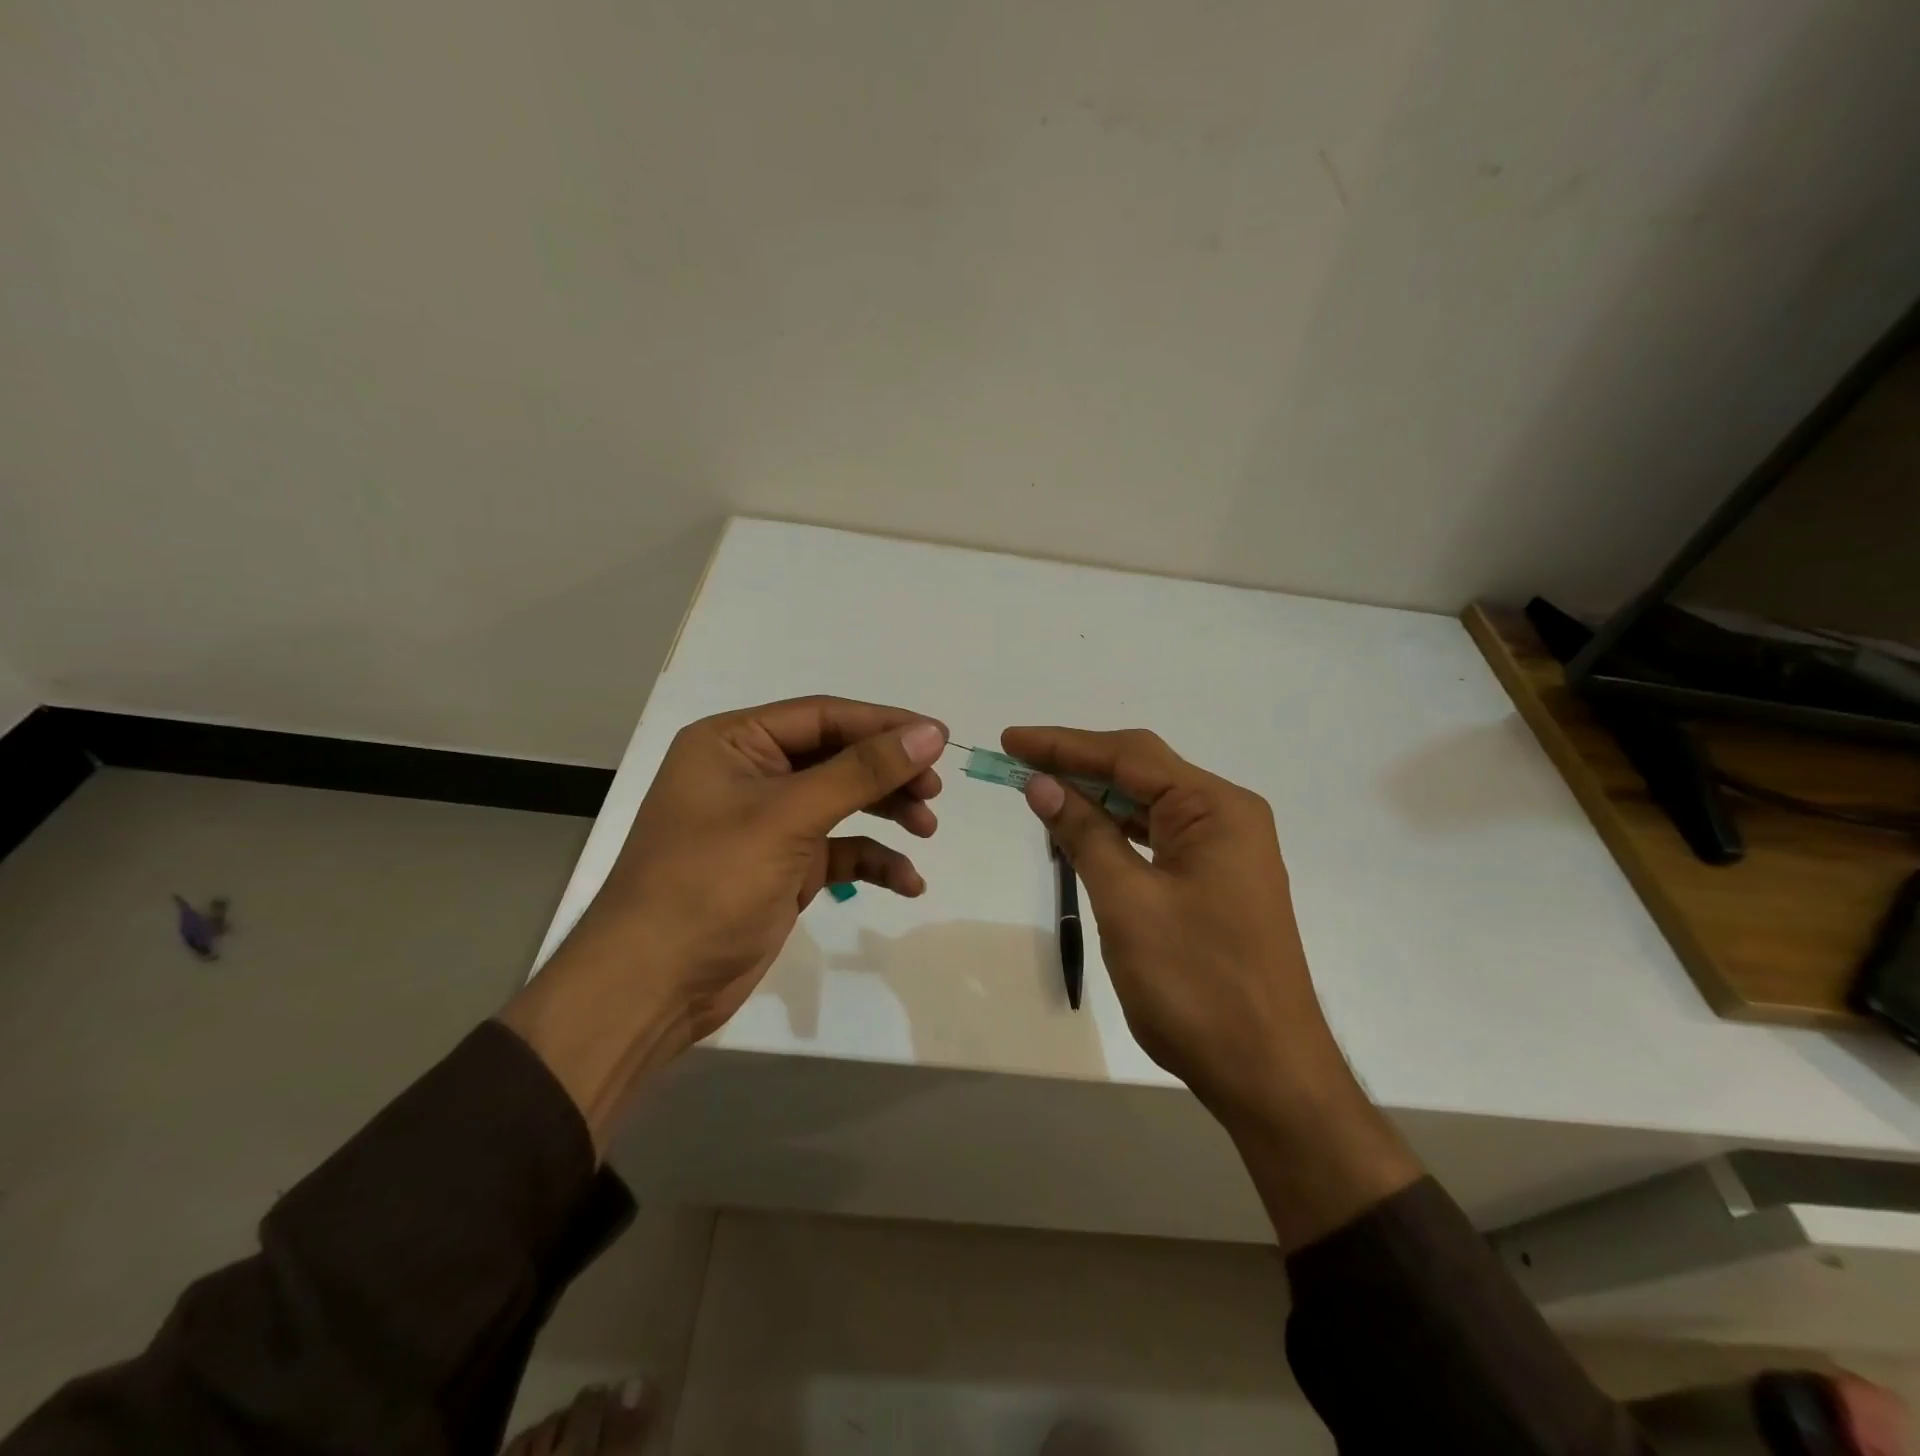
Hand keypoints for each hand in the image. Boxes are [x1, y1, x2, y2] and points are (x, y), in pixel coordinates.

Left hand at [505, 697, 947, 1146]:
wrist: (652, 987)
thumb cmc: (710, 883)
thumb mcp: (788, 818)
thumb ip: (861, 772)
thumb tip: (930, 733)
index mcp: (734, 743)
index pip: (823, 717)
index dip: (883, 724)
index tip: (939, 738)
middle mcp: (750, 774)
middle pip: (836, 757)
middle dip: (888, 773)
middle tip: (934, 792)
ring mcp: (767, 824)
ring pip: (842, 801)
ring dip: (886, 812)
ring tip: (927, 829)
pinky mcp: (782, 868)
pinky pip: (838, 850)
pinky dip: (872, 861)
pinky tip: (907, 882)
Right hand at [1004, 725, 1418, 1247]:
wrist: (1266, 1073)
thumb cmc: (1195, 983)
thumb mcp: (1127, 901)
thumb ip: (1084, 833)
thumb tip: (1040, 783)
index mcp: (1216, 809)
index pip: (1129, 756)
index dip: (1063, 744)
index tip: (1010, 740)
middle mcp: (1227, 817)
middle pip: (1141, 772)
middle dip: (1077, 764)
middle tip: (1016, 759)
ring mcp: (1225, 851)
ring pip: (1148, 805)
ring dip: (1094, 797)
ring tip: (1038, 788)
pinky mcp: (1216, 881)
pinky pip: (1158, 838)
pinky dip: (1116, 830)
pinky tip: (1082, 829)